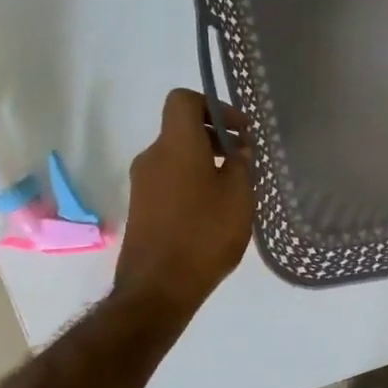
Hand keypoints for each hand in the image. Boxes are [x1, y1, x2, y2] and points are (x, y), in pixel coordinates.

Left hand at [115, 89, 253, 315]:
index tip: (239, 131)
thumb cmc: (204, 234)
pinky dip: (192, 181)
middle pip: (181, 129)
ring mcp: (142, 183)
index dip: (213, 106)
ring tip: (234, 189)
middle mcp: (153, 156)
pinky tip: (213, 210)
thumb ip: (242, 165)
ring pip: (177, 156)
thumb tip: (239, 149)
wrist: (158, 287)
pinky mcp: (141, 207)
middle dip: (215, 137)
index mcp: (176, 145)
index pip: (184, 100)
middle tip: (245, 160)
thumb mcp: (239, 197)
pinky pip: (169, 179)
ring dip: (205, 162)